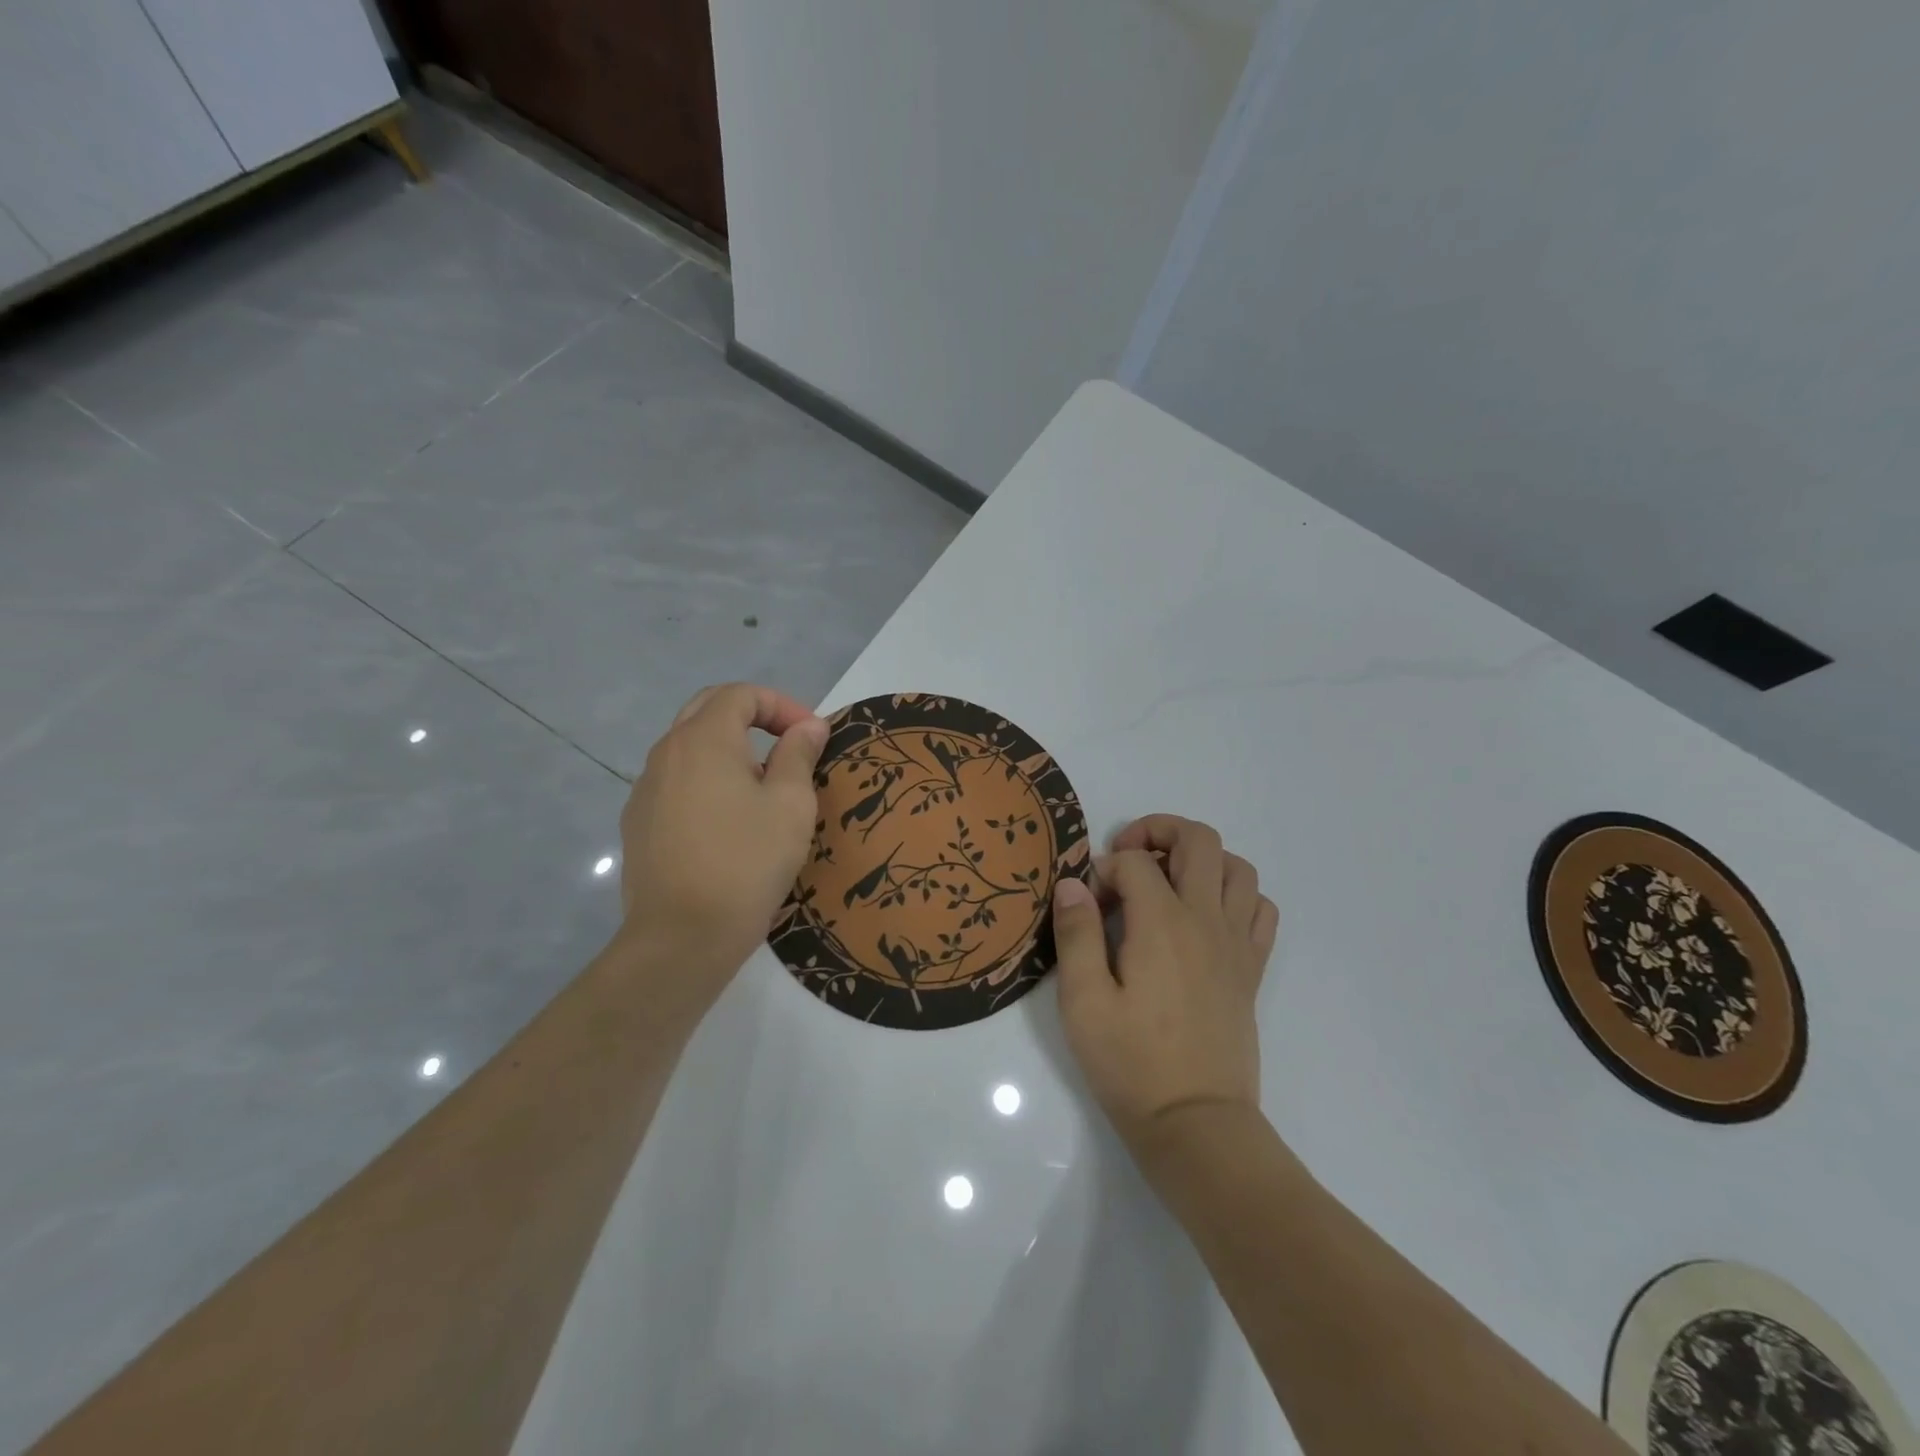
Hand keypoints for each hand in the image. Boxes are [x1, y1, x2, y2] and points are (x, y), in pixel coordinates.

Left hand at [618, 684, 828, 994]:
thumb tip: (807, 727)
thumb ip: (799, 755)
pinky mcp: (639, 823)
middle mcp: (666, 753)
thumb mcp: (791, 804)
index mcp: (703, 739)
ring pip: (689, 748)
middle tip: (786, 745)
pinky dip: (706, 782)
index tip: (811, 737)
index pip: (740, 694)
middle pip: (707, 710)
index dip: (781, 705)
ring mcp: (645, 789)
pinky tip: (728, 822)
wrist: (682, 936)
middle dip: (751, 717)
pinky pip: (676, 783)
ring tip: (763, 787)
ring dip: (729, 751)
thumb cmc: (747, 862)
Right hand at [1052, 815, 1278, 1149]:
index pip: (1135, 862)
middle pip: (1198, 840)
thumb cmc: (1131, 1064)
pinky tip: (1205, 917)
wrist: (1196, 1124)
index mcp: (1162, 924)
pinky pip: (1261, 909)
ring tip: (1167, 883)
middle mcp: (1206, 921)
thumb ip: (1076, 934)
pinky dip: (1235, 895)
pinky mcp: (1251, 969)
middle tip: (1127, 859)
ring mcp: (1236, 944)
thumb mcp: (1083, 1001)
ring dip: (1200, 859)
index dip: (1104, 870)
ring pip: (1237, 867)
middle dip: (1158, 832)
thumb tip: (1074, 882)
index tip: (1088, 903)